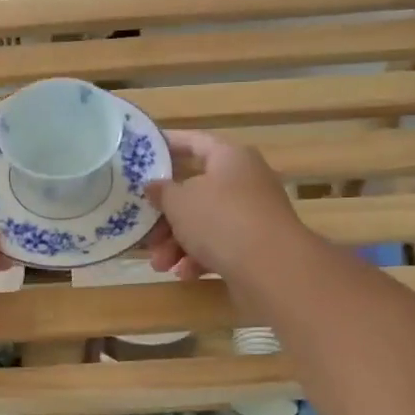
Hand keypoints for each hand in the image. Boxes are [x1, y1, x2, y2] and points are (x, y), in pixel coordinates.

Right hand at [143, 129, 302, 280]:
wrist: (271, 267)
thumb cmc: (220, 220)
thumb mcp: (179, 202)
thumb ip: (162, 191)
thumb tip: (154, 185)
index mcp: (230, 157)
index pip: (194, 142)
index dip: (168, 145)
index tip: (143, 152)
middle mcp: (244, 181)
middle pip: (195, 190)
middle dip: (166, 215)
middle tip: (144, 229)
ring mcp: (251, 214)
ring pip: (204, 223)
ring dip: (177, 243)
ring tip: (159, 265)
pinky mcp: (255, 245)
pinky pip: (219, 245)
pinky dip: (199, 257)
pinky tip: (185, 273)